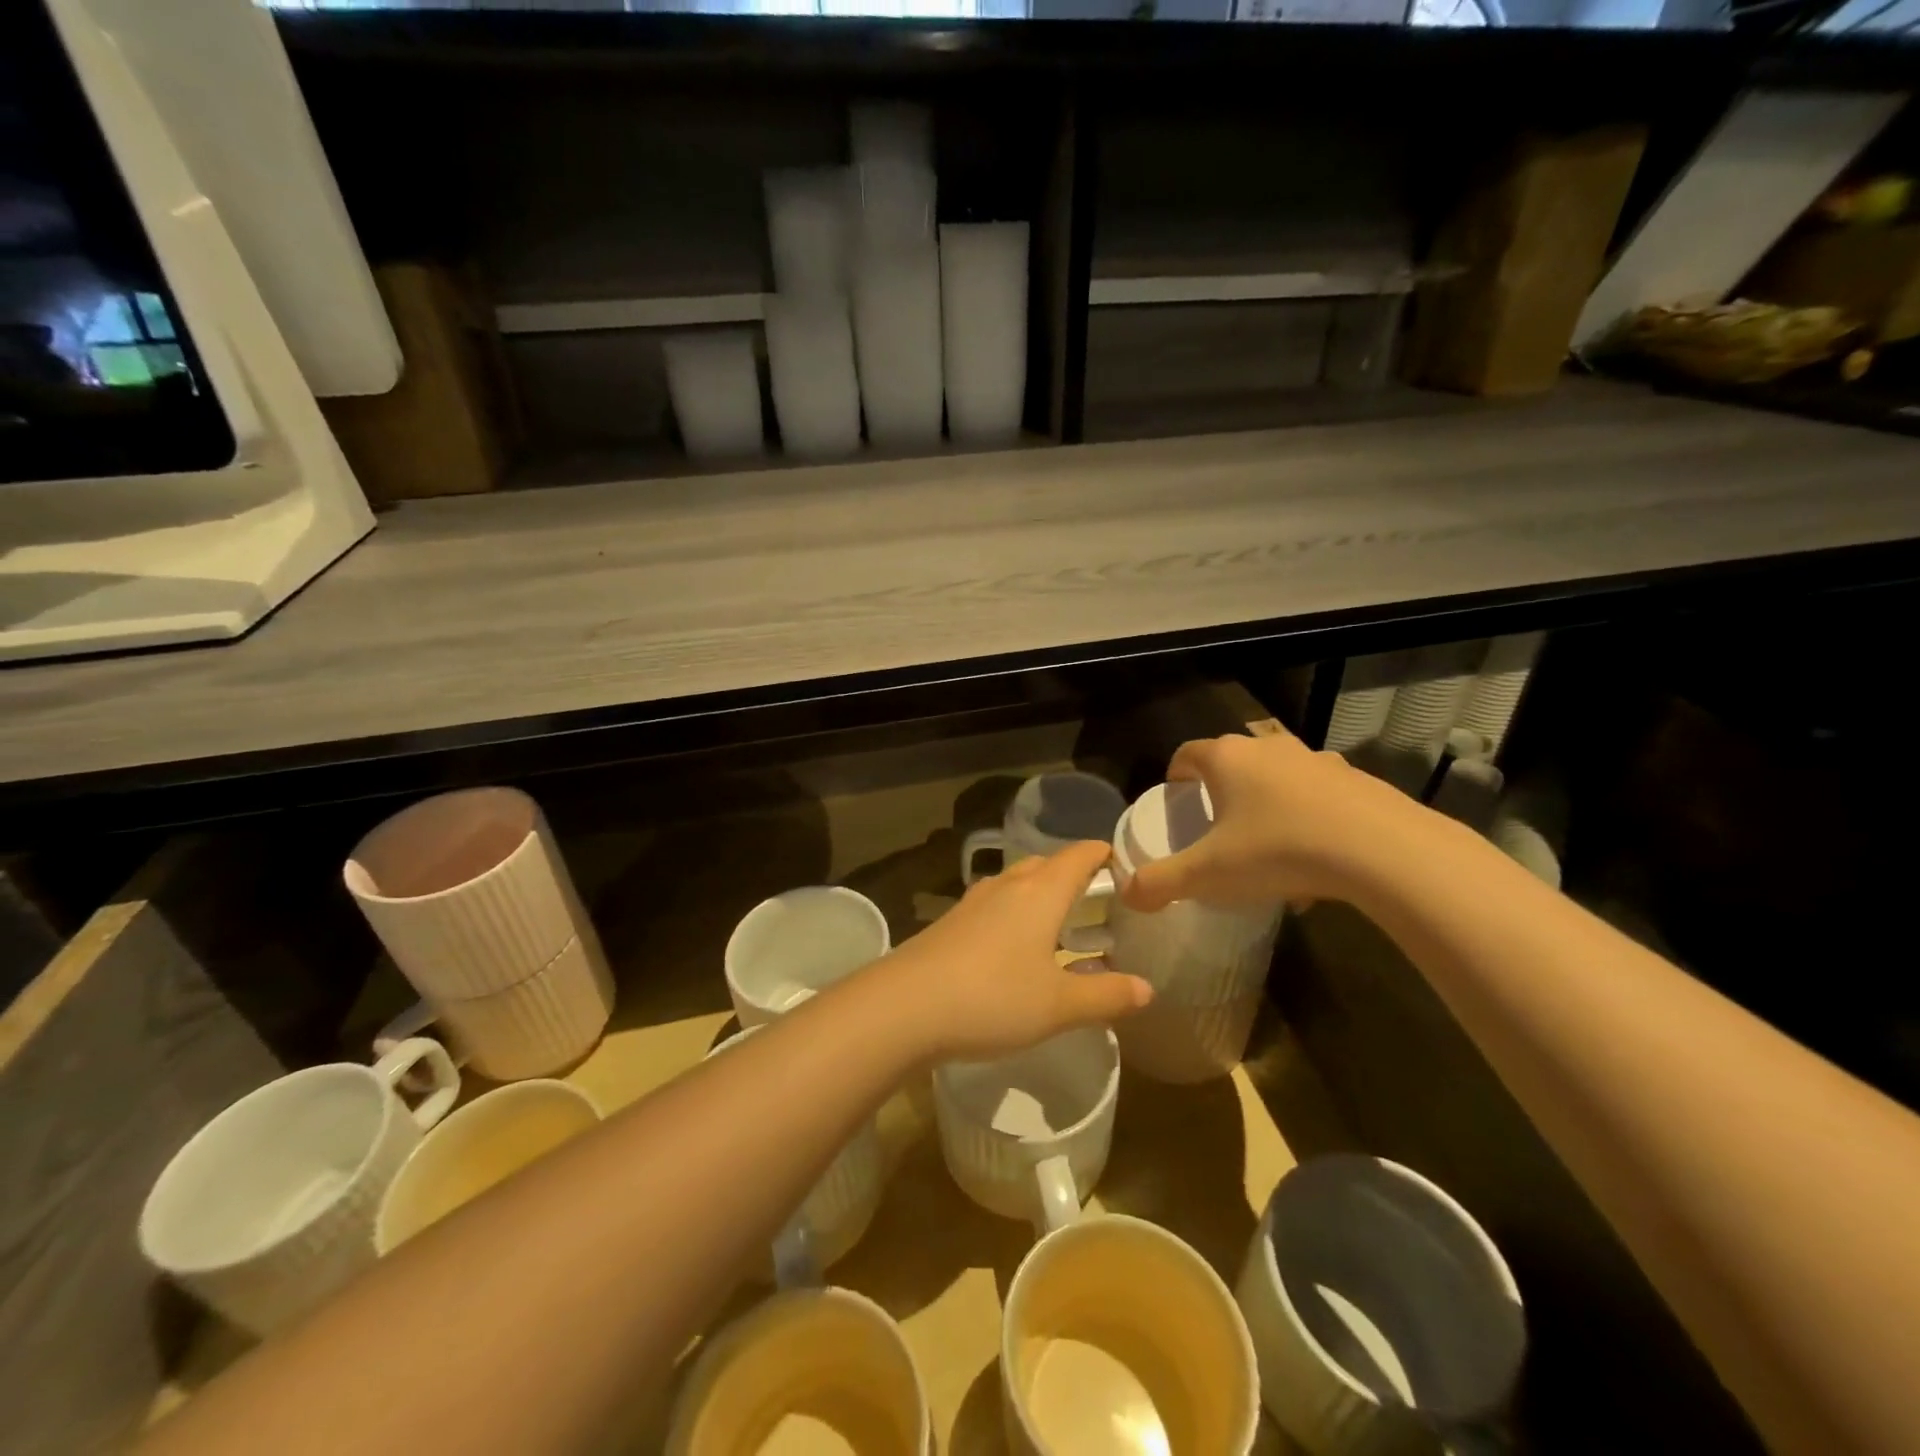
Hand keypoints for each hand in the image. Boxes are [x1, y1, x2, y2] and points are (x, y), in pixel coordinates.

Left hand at [876, 841, 1152, 1061]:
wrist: (903, 1006)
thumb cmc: (992, 998)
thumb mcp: (1058, 1005)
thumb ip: (1105, 995)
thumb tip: (1146, 989)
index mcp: (1040, 892)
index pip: (1079, 855)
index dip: (1103, 854)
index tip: (1124, 866)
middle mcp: (1006, 886)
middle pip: (1045, 864)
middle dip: (1072, 876)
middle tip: (1097, 903)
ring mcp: (972, 903)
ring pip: (1015, 884)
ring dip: (1039, 896)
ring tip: (1058, 926)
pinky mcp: (949, 923)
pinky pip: (992, 907)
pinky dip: (1013, 916)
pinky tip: (1013, 950)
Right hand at [1122, 730, 1416, 912]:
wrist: (1382, 851)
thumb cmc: (1278, 850)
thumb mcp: (1208, 874)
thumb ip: (1160, 883)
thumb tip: (1126, 895)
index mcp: (1227, 758)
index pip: (1186, 754)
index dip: (1175, 777)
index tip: (1176, 804)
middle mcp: (1269, 748)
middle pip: (1233, 764)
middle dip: (1221, 794)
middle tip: (1217, 832)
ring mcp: (1317, 761)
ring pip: (1278, 781)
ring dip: (1267, 809)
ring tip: (1268, 854)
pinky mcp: (1357, 781)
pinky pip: (1319, 799)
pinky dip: (1308, 823)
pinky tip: (1315, 867)